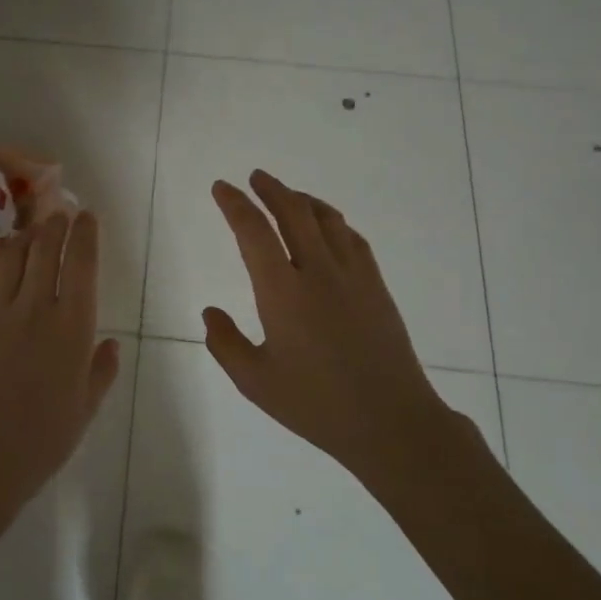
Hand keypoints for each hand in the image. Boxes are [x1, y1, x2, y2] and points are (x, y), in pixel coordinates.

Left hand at [0, 211, 119, 513]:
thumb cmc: (44, 438)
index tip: (86, 216)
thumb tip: (112, 343)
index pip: (81, 265)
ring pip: (11, 256)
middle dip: (55, 225)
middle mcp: (35, 308)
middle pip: (45, 250)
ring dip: (24, 235)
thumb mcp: (86, 407)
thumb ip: (102, 370)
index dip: (85, 234)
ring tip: (30, 228)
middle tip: (59, 214)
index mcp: (72, 327)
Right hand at [203, 171, 490, 490]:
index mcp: (282, 292)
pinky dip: (333, 221)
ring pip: (326, 219)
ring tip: (288, 195)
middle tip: (255, 177)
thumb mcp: (255, 382)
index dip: (235, 204)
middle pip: (293, 212)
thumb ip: (225, 344)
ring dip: (302, 200)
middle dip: (271, 189)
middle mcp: (318, 272)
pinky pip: (352, 238)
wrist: (391, 422)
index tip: (222, 187)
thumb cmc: (316, 405)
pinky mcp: (376, 286)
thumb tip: (210, 313)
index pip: (253, 231)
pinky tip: (328, 227)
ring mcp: (353, 276)